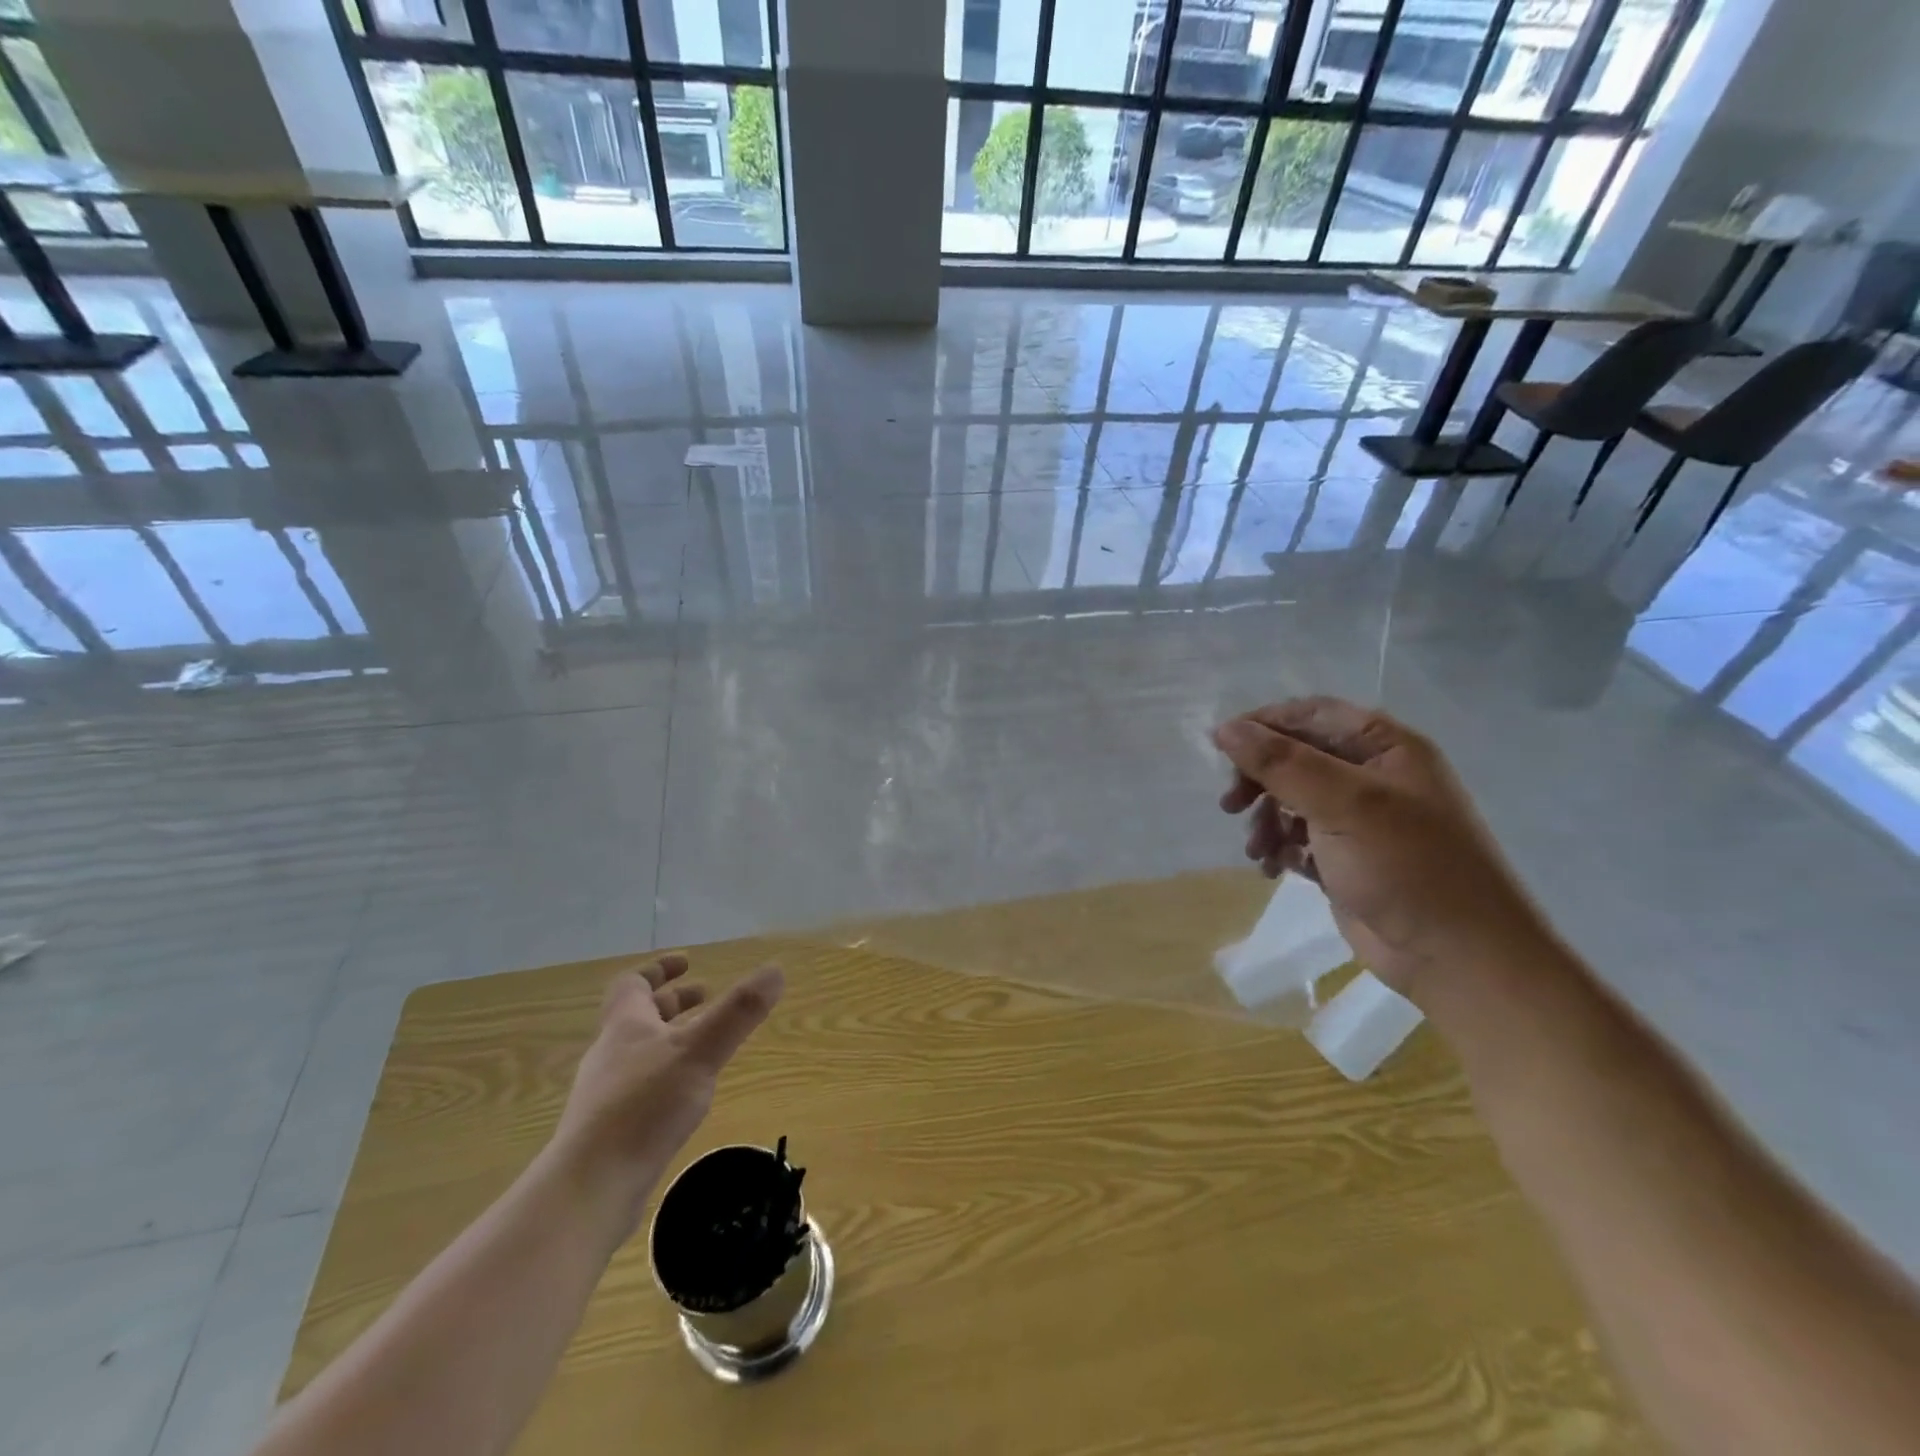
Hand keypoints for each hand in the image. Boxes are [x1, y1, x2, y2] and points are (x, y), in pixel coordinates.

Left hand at [549, 955, 783, 1224]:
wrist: (588, 1189)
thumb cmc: (642, 1107)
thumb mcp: (699, 1052)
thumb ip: (738, 1012)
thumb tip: (776, 970)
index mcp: (625, 1026)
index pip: (633, 984)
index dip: (659, 969)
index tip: (687, 961)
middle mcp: (611, 1054)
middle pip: (638, 1016)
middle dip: (673, 1003)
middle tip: (706, 996)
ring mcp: (607, 1095)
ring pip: (641, 1053)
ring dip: (671, 1039)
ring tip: (704, 1044)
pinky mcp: (610, 1131)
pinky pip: (641, 1087)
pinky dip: (667, 1075)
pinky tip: (687, 1095)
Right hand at [1212, 697, 1555, 1005]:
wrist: (1457, 958)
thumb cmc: (1407, 867)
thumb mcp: (1342, 805)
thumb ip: (1281, 763)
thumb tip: (1224, 729)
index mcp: (1385, 748)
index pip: (1311, 715)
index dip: (1263, 725)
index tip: (1220, 748)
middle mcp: (1372, 776)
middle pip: (1296, 758)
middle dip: (1260, 779)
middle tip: (1231, 805)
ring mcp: (1360, 820)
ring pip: (1291, 800)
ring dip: (1266, 819)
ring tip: (1257, 850)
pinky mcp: (1346, 859)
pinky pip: (1298, 838)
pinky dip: (1279, 848)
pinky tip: (1272, 868)